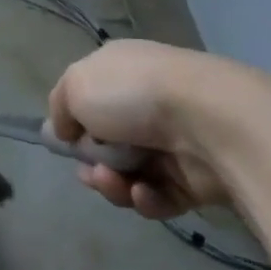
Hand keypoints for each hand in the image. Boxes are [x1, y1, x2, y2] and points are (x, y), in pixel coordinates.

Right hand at [48, 39, 270, 220]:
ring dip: (114, 184)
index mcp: (121, 71)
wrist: (209, 121)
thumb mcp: (75, 85)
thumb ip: (61, 107)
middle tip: (92, 173)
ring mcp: (174, 140)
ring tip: (116, 183)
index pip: (91, 98)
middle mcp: (147, 102)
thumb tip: (66, 130)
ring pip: (130, 174)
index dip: (75, 123)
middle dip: (93, 163)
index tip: (67, 141)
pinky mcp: (196, 179)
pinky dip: (147, 198)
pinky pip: (159, 196)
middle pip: (108, 144)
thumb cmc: (133, 94)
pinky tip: (145, 192)